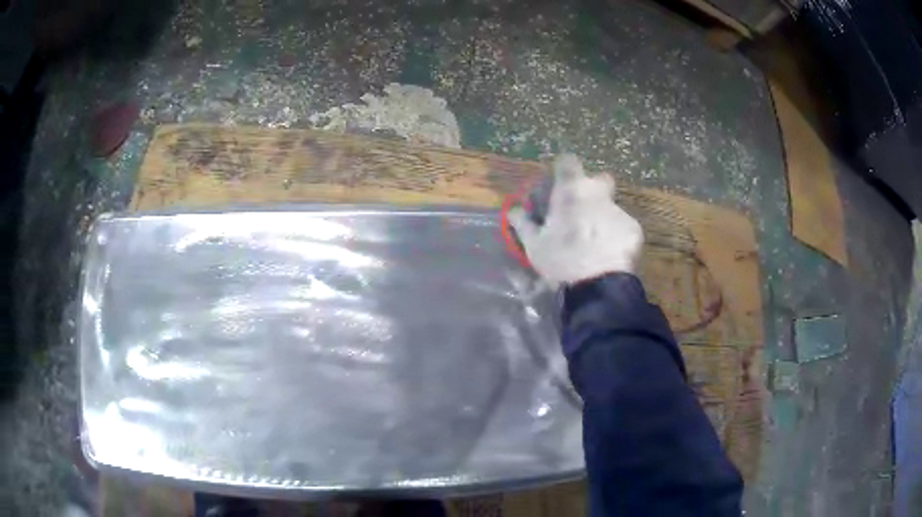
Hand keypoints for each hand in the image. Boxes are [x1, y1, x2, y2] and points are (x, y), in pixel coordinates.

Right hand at [507, 154, 643, 285]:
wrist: (598, 286)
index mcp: (571, 190)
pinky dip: (615, 235)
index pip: (568, 161)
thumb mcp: (534, 244)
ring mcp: (619, 210)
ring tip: (594, 242)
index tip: (559, 183)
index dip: (563, 169)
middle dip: (591, 189)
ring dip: (602, 217)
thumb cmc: (561, 259)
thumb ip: (523, 222)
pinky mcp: (634, 228)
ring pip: (610, 206)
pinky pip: (622, 226)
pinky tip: (608, 253)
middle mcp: (598, 193)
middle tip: (580, 210)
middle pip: (598, 179)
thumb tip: (513, 209)